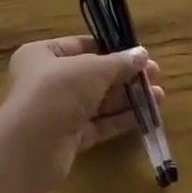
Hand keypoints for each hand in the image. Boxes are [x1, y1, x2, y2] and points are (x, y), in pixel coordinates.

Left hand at [0, 37, 164, 189]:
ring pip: (97, 101)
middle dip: (124, 75)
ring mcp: (56, 111)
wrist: (33, 146)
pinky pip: (98, 124)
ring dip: (127, 98)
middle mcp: (46, 81)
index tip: (137, 53)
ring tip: (158, 96)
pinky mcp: (67, 138)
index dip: (109, 48)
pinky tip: (146, 115)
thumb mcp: (92, 69)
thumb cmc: (57, 91)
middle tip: (155, 75)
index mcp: (41, 55)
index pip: (79, 46)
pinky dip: (120, 119)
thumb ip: (119, 62)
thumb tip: (142, 54)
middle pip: (91, 75)